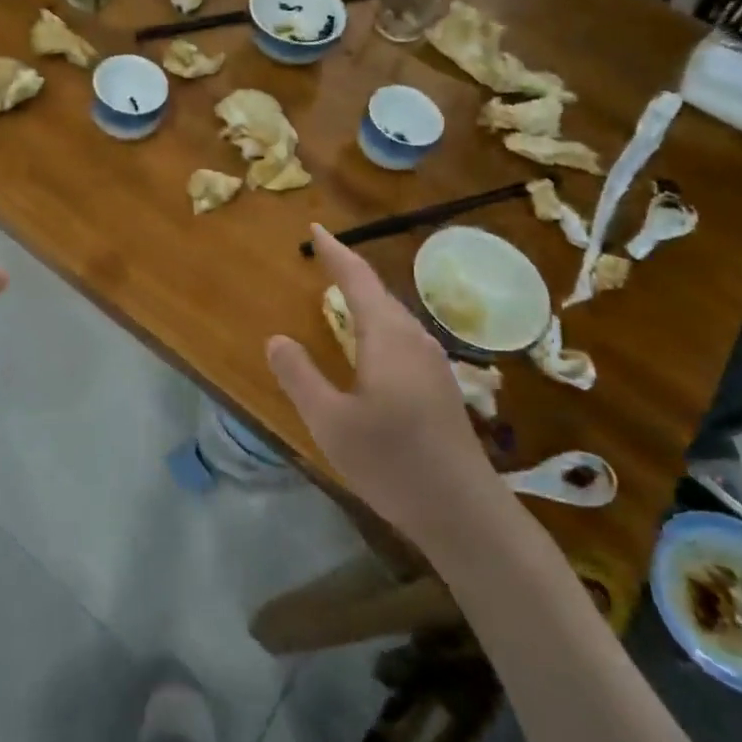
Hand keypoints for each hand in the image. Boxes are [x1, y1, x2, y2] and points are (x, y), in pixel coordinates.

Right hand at [265, 225, 491, 526]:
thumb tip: (277, 338)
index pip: (358, 280)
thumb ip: (299, 376)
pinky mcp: (439, 385)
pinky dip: (377, 322)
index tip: (316, 229)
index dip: (335, 253)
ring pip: (394, 315)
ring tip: (340, 292)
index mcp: (388, 338)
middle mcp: (415, 340)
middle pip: (379, 293)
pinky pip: (402, 335)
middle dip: (349, 272)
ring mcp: (432, 363)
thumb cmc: (392, 462)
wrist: (464, 512)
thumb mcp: (330, 421)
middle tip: (322, 258)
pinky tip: (369, 343)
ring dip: (365, 297)